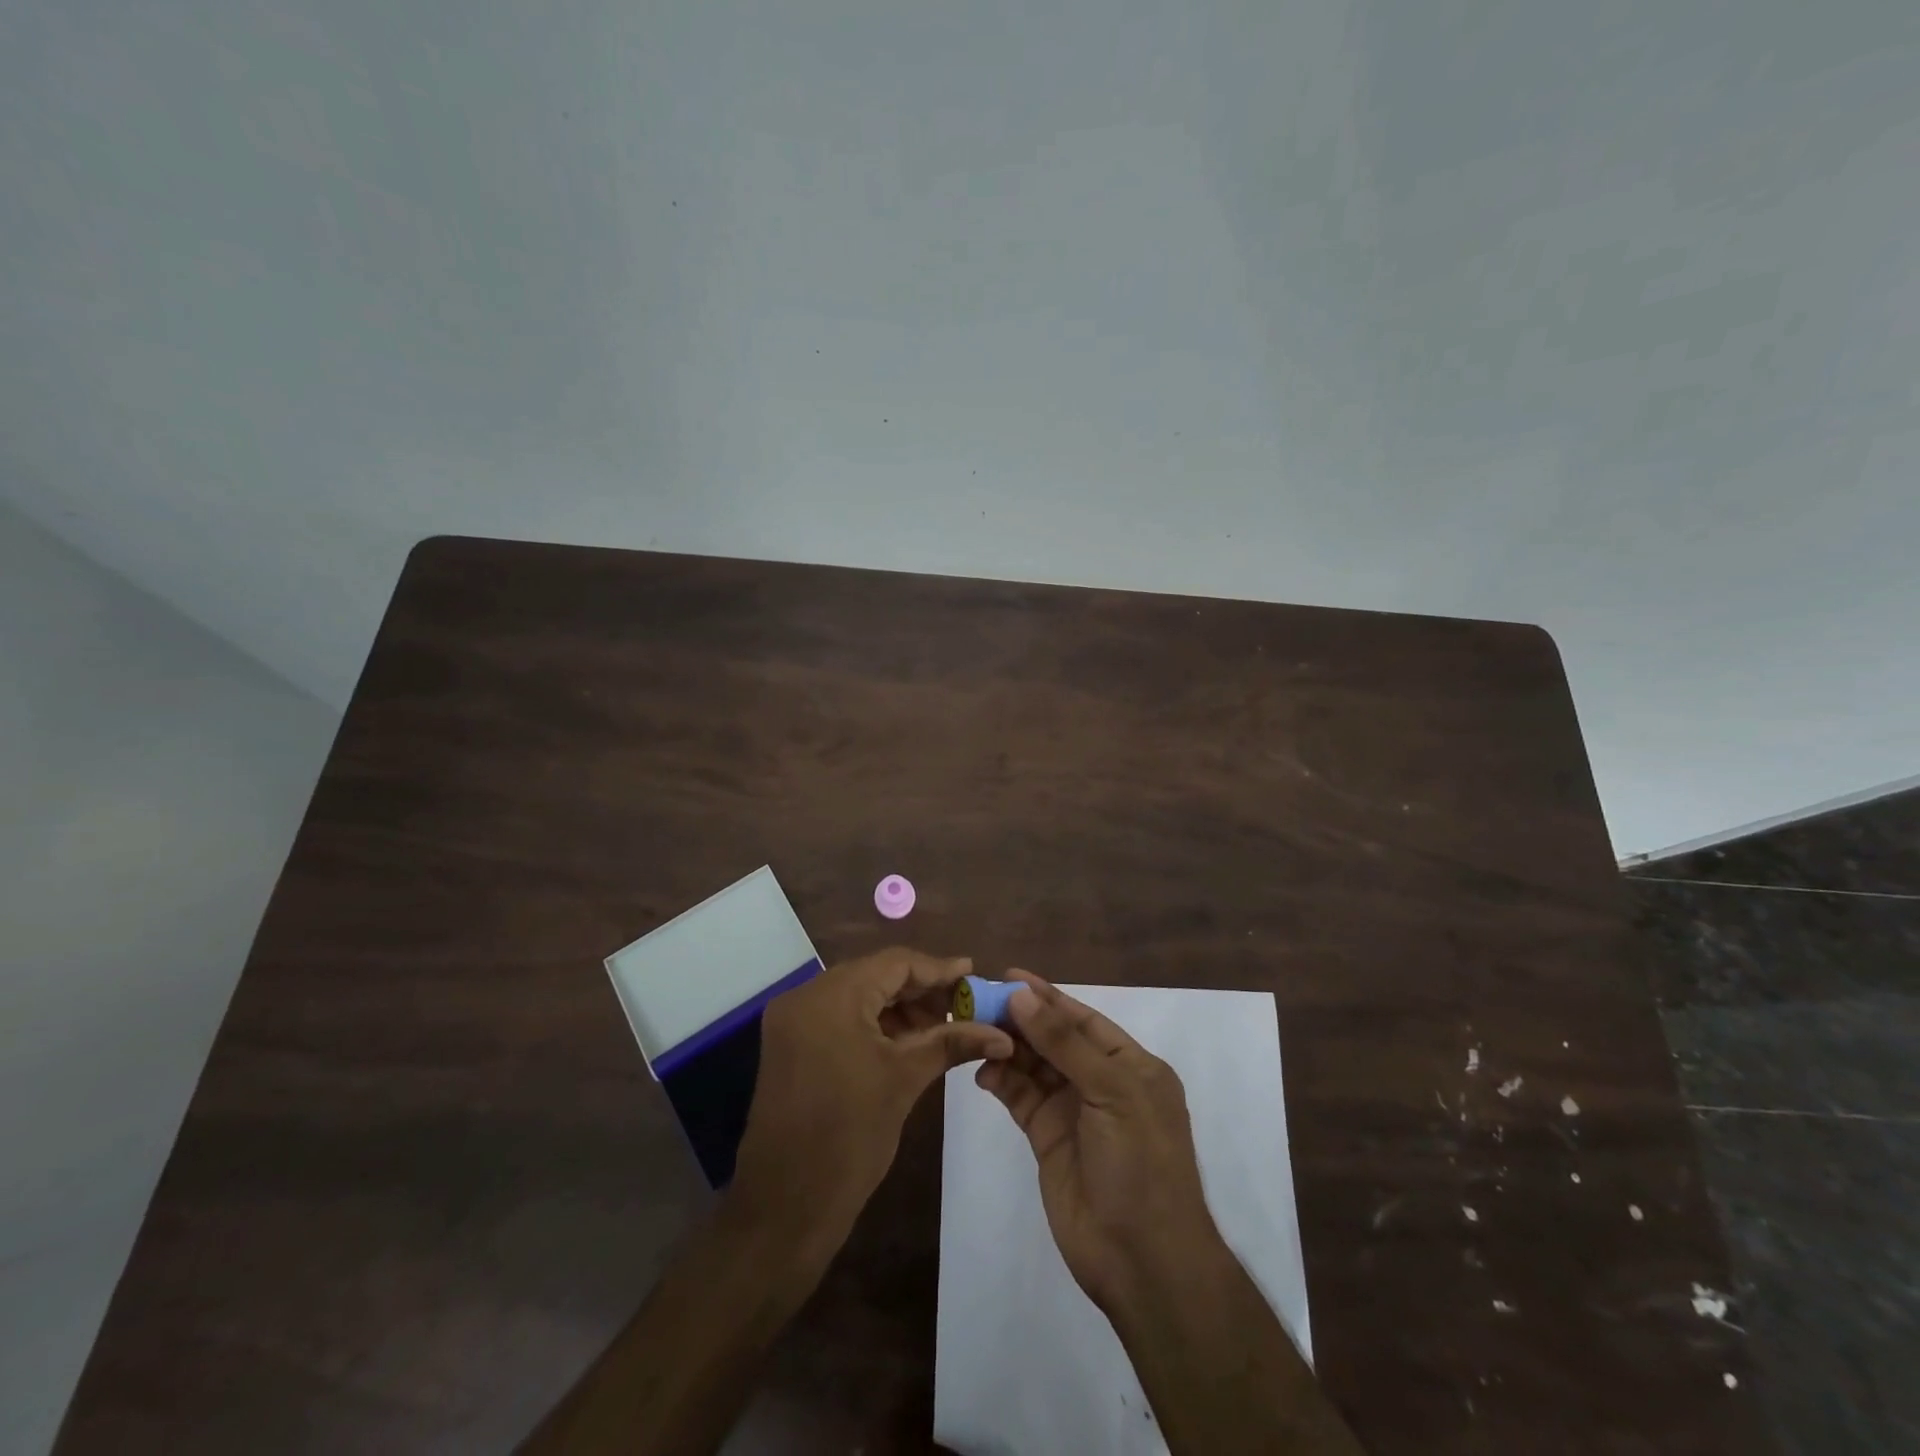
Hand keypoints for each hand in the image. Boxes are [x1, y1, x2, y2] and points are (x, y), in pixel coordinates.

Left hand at [733, 948, 1013, 1238]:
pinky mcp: (790, 1044)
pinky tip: (906, 1040)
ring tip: (941, 1027)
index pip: (895, 963)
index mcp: (832, 996)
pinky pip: (840, 1016)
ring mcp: (793, 1020)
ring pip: (858, 995)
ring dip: (899, 1007)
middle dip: (920, 990)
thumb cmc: (850, 1138)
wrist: (785, 1208)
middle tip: (963, 1005)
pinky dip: (873, 1023)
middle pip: (875, 975)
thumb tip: (1002, 1033)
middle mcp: (806, 996)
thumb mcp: (905, 1080)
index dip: (938, 969)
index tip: (974, 974)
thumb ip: (952, 1042)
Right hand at [976, 972, 1226, 1312]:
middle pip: (1055, 1039)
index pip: (1083, 1019)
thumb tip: (1021, 995)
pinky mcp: (1047, 1138)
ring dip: (1008, 1047)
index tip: (1009, 976)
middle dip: (1020, 1019)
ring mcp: (1073, 1111)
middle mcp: (1102, 1082)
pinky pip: (1021, 1098)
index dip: (1047, 997)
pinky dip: (1002, 1081)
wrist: (1142, 1260)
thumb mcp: (1112, 1093)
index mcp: (1131, 1066)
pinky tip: (983, 1071)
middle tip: (978, 1001)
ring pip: (1034, 1066)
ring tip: (974, 1030)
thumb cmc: (1139, 1164)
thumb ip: (1064, 1042)